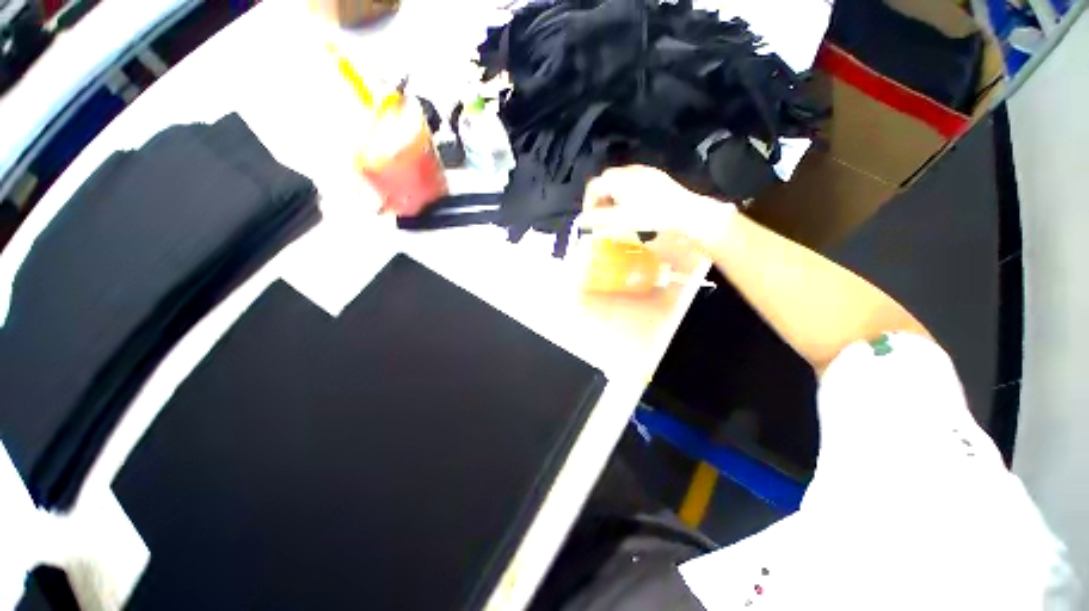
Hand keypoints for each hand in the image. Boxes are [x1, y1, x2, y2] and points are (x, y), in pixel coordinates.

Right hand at [576, 165, 735, 245]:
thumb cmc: (649, 215)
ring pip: (619, 180)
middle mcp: (628, 170)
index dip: (587, 202)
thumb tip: (581, 220)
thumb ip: (597, 218)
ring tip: (616, 211)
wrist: (682, 210)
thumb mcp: (619, 219)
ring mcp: (643, 170)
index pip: (593, 186)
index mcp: (617, 179)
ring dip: (612, 195)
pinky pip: (632, 180)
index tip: (589, 217)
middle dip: (600, 198)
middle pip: (605, 181)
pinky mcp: (654, 175)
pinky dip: (625, 191)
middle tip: (602, 215)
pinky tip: (632, 204)